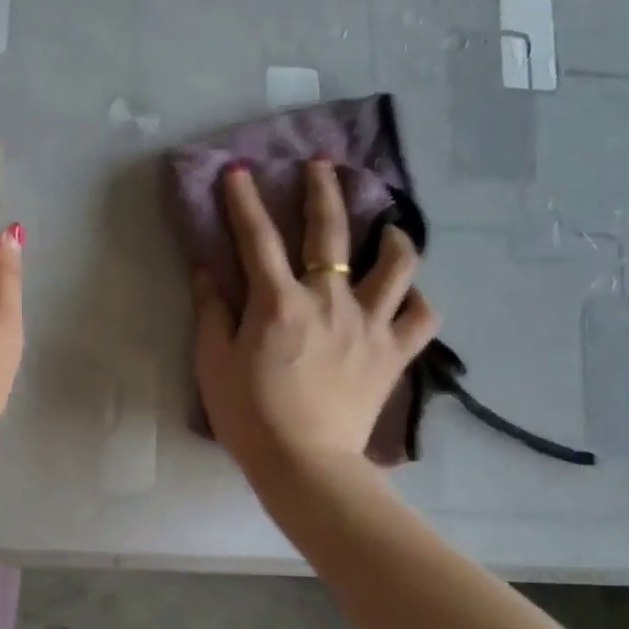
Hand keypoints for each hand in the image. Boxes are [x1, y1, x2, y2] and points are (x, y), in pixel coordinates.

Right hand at [193, 159, 437, 477]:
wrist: (304, 465)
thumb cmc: (250, 415)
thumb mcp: (214, 363)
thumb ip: (212, 311)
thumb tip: (206, 270)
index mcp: (280, 302)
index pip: (257, 238)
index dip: (244, 200)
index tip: (238, 170)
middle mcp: (329, 300)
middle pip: (330, 231)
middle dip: (323, 190)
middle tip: (323, 164)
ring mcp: (369, 325)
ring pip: (396, 265)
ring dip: (393, 238)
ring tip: (388, 228)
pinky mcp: (393, 354)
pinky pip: (422, 318)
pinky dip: (419, 300)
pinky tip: (409, 294)